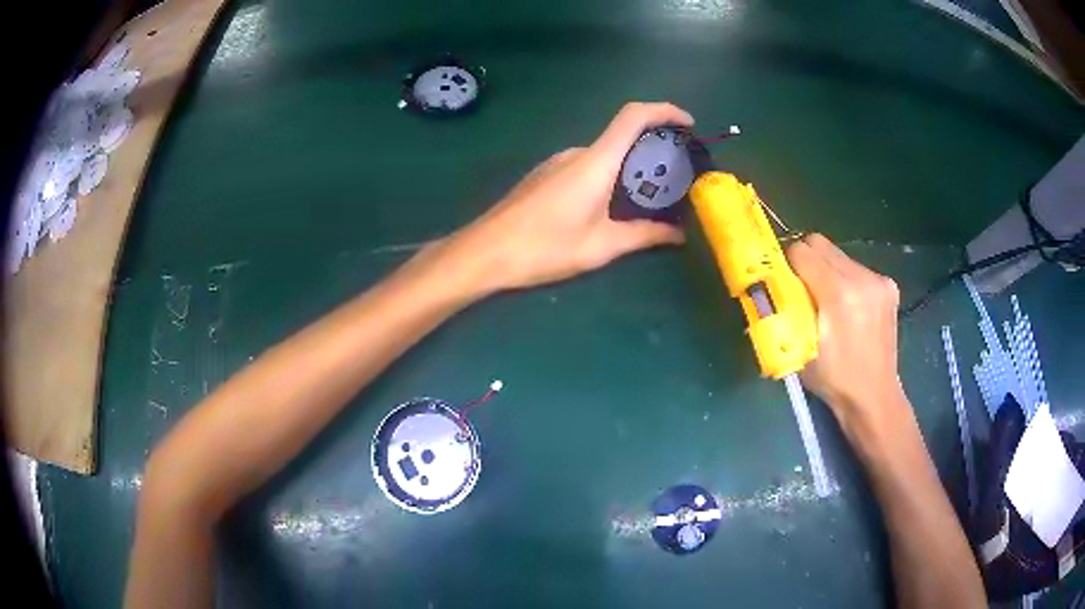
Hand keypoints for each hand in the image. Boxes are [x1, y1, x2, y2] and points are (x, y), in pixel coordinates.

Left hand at [445, 102, 690, 291]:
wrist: (484, 252)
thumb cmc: (544, 247)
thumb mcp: (601, 247)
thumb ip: (644, 236)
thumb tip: (679, 234)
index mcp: (595, 161)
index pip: (634, 116)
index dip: (664, 111)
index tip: (688, 124)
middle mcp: (577, 153)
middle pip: (623, 136)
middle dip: (653, 150)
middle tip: (676, 178)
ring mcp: (557, 162)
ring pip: (604, 155)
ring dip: (630, 167)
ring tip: (648, 199)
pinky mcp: (545, 175)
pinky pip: (586, 166)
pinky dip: (608, 176)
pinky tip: (611, 206)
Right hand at [786, 234, 905, 436]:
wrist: (873, 397)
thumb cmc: (833, 379)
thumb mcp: (799, 347)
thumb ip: (788, 309)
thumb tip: (774, 284)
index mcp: (839, 294)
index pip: (803, 251)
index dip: (787, 263)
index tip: (783, 281)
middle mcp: (862, 278)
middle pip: (820, 244)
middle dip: (805, 260)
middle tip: (800, 288)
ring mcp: (878, 280)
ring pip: (838, 255)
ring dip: (826, 270)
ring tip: (827, 302)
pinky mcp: (888, 285)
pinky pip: (856, 268)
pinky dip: (845, 279)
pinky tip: (848, 306)